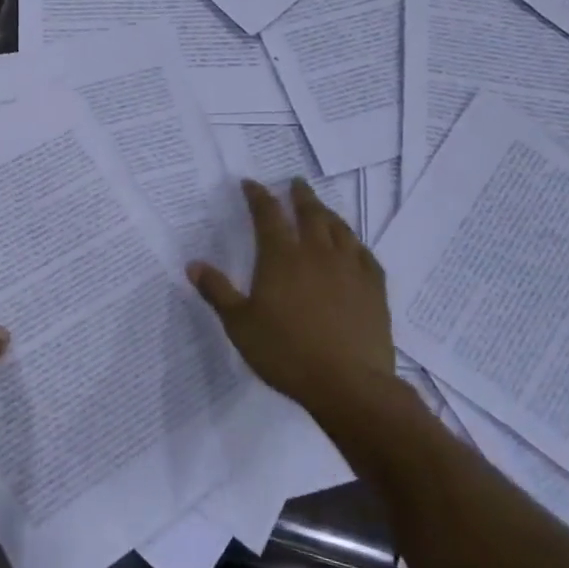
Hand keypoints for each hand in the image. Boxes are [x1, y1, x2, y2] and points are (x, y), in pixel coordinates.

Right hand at [188, 179, 404, 422]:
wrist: (348, 384)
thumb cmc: (285, 352)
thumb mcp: (240, 324)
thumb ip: (218, 292)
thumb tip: (193, 265)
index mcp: (281, 258)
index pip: (267, 215)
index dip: (258, 196)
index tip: (251, 183)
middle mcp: (317, 254)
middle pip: (310, 213)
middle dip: (300, 196)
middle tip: (295, 183)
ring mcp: (350, 269)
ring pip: (340, 230)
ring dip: (328, 214)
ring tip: (322, 209)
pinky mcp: (375, 289)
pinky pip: (365, 255)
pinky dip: (355, 244)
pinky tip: (353, 247)